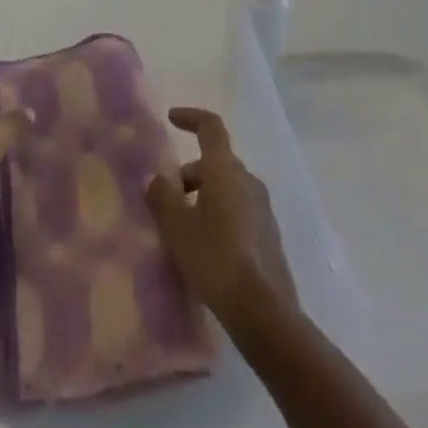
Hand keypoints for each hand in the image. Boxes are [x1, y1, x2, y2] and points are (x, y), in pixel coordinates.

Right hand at [146, 107, 296, 326]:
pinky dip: (219, 214)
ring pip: (228, 187)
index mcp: (225, 170)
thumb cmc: (214, 258)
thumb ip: (162, 195)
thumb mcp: (176, 226)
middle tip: (168, 197)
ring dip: (204, 195)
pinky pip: (239, 209)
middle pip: (216, 161)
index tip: (171, 118)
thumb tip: (159, 179)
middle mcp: (248, 181)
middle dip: (190, 172)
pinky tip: (206, 245)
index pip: (211, 127)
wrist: (263, 311)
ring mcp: (263, 208)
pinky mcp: (269, 234)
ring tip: (184, 226)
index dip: (191, 117)